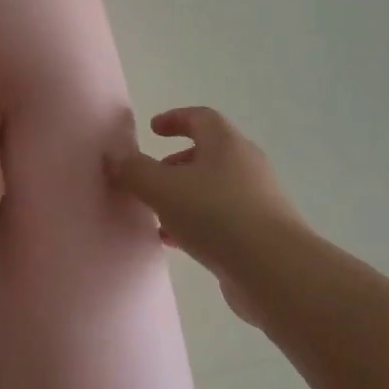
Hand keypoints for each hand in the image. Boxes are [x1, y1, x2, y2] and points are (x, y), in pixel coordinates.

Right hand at [106, 107, 302, 324]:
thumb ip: (134, 170)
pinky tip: (175, 243)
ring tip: (156, 214)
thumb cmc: (216, 215)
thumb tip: (114, 155)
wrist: (274, 270)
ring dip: (183, 196)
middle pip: (208, 154)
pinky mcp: (259, 234)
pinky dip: (196, 223)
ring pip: (213, 189)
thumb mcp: (162, 189)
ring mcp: (256, 201)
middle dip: (175, 163)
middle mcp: (245, 165)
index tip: (153, 129)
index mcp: (226, 144)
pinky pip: (221, 219)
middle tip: (150, 177)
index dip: (175, 119)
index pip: (201, 118)